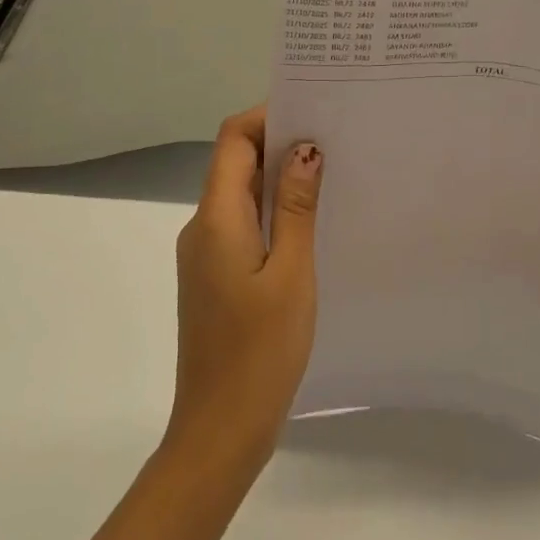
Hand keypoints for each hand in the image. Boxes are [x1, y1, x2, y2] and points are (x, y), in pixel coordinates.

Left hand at [167, 106, 324, 478]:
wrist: (220, 430)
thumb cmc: (260, 351)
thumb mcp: (291, 273)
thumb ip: (296, 207)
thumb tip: (305, 148)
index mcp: (216, 219)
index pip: (233, 140)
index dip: (268, 116)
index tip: (315, 110)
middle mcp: (203, 228)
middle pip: (236, 163)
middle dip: (281, 143)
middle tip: (336, 136)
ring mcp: (206, 255)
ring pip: (242, 195)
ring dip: (280, 178)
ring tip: (333, 172)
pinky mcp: (217, 277)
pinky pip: (244, 225)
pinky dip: (275, 211)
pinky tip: (312, 222)